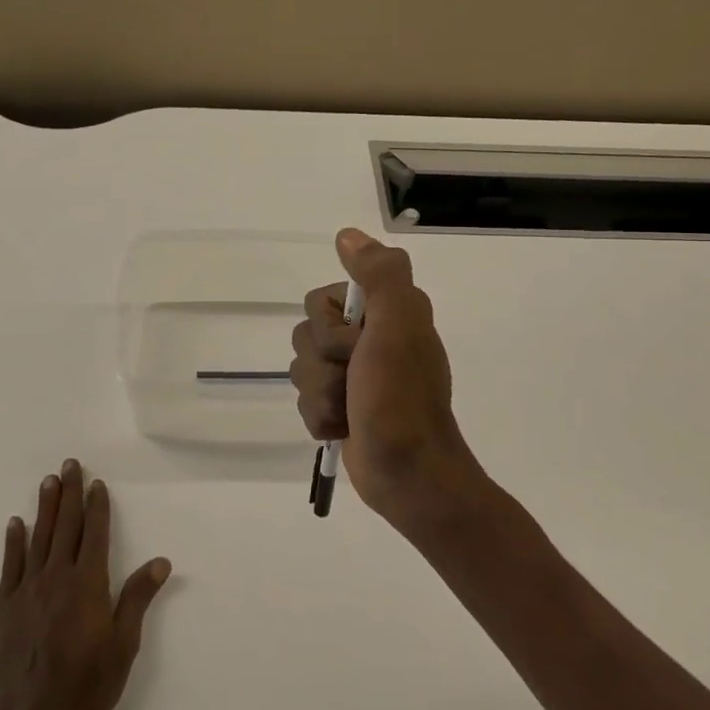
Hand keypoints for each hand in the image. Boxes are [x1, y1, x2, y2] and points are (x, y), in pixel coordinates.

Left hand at [0, 459, 171, 709]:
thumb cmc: (82, 687)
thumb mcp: (122, 647)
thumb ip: (137, 600)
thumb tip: (160, 562)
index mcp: (87, 585)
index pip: (94, 534)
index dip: (97, 507)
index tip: (97, 483)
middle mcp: (56, 578)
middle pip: (65, 527)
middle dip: (70, 493)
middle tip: (69, 464)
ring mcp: (27, 591)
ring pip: (38, 538)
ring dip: (45, 508)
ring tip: (47, 481)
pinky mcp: (4, 609)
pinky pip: (10, 566)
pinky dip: (13, 542)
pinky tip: (15, 524)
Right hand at [289, 228, 484, 527]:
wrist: (408, 474)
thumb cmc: (401, 399)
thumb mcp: (398, 326)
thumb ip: (380, 276)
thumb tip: (347, 235)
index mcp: (385, 312)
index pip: (320, 300)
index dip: (330, 327)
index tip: (359, 346)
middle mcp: (369, 337)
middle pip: (305, 335)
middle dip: (323, 365)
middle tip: (356, 381)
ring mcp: (353, 374)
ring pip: (301, 370)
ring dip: (322, 395)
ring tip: (352, 410)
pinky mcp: (342, 406)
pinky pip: (305, 401)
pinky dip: (321, 418)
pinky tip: (345, 429)